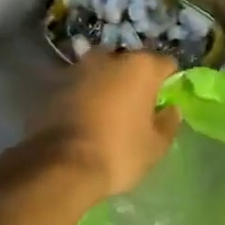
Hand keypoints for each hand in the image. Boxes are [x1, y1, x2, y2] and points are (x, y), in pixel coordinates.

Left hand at [34, 51, 180, 198]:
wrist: (61, 166)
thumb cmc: (119, 153)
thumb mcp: (156, 145)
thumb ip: (168, 122)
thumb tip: (170, 109)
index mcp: (140, 67)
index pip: (166, 64)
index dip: (168, 82)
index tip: (164, 101)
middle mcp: (109, 58)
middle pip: (130, 63)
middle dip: (134, 79)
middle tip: (136, 106)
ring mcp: (78, 68)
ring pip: (101, 71)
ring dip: (107, 85)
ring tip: (108, 111)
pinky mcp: (54, 85)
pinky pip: (79, 85)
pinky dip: (84, 95)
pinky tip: (85, 118)